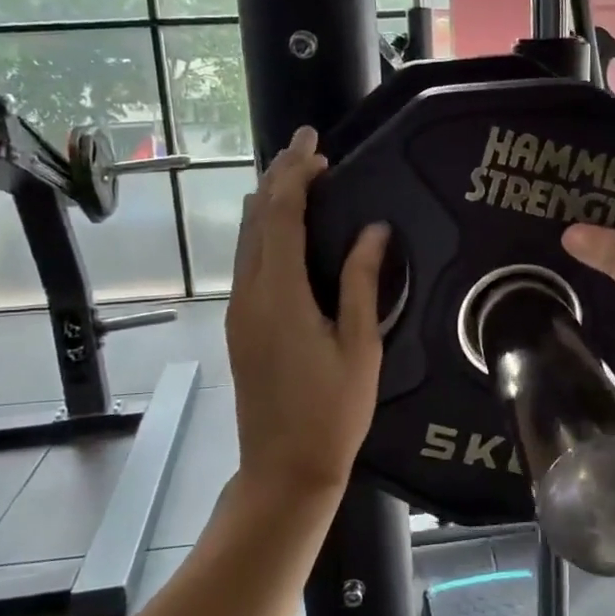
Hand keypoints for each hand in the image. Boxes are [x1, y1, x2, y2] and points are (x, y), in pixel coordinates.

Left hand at [225, 127, 389, 496]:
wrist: (284, 469)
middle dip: (278, 177)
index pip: (282, 216)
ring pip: (246, 238)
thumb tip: (374, 230)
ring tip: (295, 175)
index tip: (316, 146)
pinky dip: (265, 230)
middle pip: (256, 219)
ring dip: (268, 202)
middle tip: (305, 148)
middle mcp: (250, 293)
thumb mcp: (360, 345)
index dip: (296, 175)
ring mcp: (240, 310)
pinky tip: (284, 226)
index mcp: (280, 295)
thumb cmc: (333, 411)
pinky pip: (247, 260)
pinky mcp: (241, 324)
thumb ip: (362, 282)